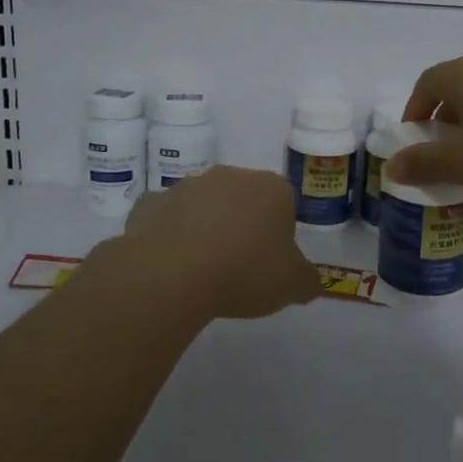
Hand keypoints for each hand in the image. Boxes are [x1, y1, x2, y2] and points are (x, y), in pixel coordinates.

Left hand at [119, 166, 318, 322]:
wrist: (173, 273)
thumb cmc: (245, 272)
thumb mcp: (292, 286)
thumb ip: (307, 281)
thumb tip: (311, 282)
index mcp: (271, 188)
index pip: (284, 203)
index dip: (279, 233)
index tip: (271, 261)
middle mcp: (230, 176)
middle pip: (243, 198)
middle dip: (243, 224)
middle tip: (239, 265)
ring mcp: (187, 186)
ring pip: (203, 205)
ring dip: (205, 227)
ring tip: (202, 270)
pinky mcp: (151, 203)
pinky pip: (166, 217)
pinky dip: (168, 234)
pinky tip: (169, 263)